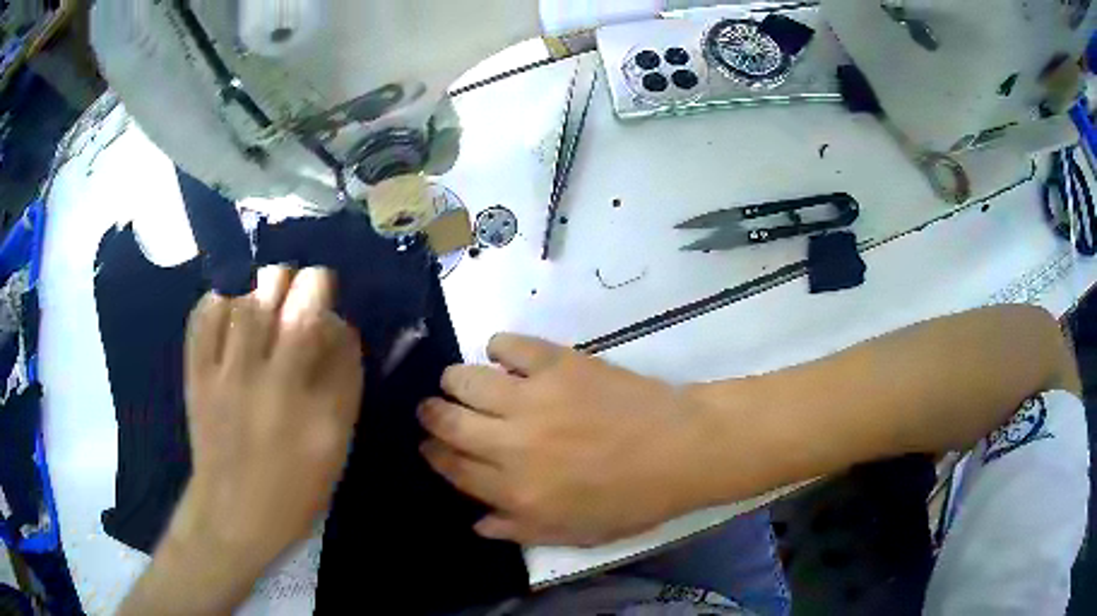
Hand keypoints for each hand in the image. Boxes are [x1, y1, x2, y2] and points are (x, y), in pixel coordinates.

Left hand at [175, 266, 363, 570]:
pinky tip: (230, 307)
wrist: (233, 513)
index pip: (331, 326)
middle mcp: (272, 381)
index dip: (329, 303)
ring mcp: (228, 374)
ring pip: (248, 295)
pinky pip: (206, 314)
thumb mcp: (335, 444)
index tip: (327, 310)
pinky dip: (220, 298)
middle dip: (302, 281)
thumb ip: (342, 382)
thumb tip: (333, 323)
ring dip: (262, 284)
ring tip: (265, 295)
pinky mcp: (198, 373)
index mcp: (316, 406)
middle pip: (290, 297)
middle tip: (298, 292)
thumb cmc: (294, 487)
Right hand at [418, 335, 714, 546]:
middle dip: (430, 414)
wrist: (679, 449)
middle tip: (434, 409)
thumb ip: (520, 530)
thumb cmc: (632, 498)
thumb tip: (476, 522)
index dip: (434, 453)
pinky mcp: (555, 363)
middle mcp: (511, 444)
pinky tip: (505, 358)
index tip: (429, 444)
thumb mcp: (576, 532)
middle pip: (446, 420)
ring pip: (464, 379)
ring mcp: (532, 398)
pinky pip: (507, 345)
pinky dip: (499, 348)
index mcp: (516, 490)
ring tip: (463, 383)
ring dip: (455, 381)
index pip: (453, 467)